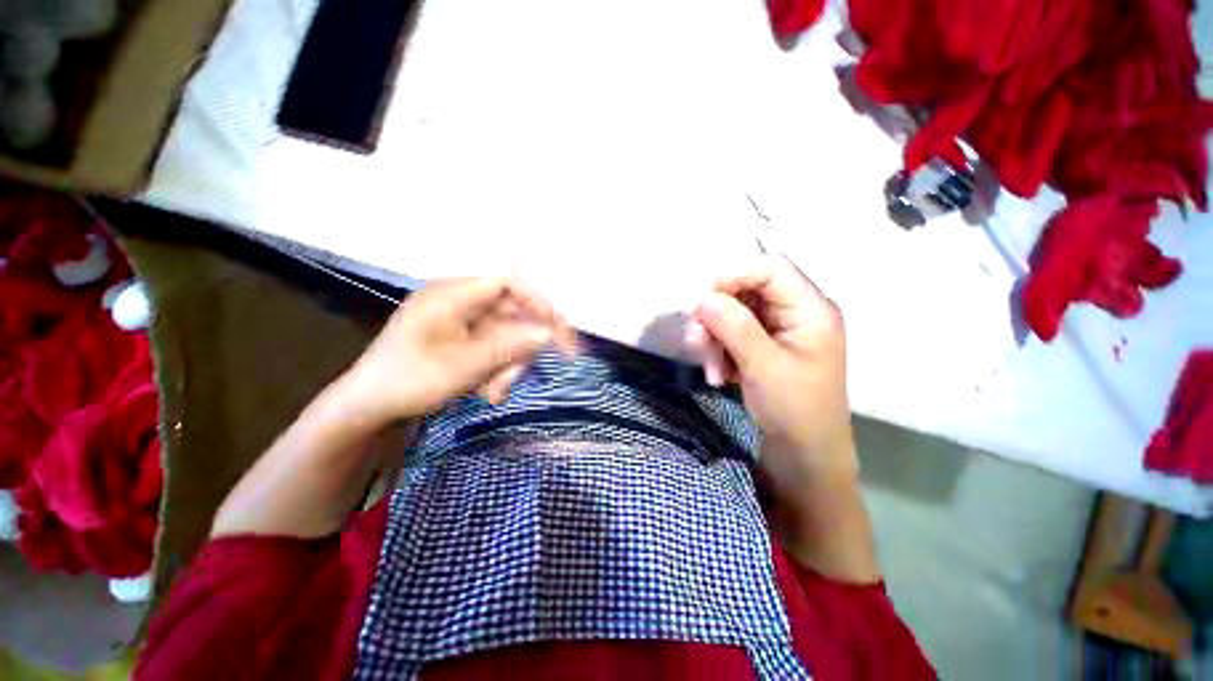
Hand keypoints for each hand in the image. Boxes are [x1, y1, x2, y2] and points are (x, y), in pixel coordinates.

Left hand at [340, 277, 576, 424]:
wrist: (367, 408)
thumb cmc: (409, 381)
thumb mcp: (464, 366)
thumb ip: (510, 346)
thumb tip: (549, 333)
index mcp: (452, 294)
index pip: (506, 283)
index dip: (537, 302)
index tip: (557, 327)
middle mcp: (459, 302)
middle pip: (510, 314)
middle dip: (521, 347)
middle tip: (529, 373)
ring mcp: (460, 321)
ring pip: (504, 335)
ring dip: (508, 365)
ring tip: (497, 392)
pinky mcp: (461, 339)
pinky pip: (492, 348)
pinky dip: (497, 369)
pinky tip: (489, 392)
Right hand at [690, 257, 855, 482]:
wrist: (803, 454)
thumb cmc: (796, 410)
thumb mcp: (764, 366)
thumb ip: (734, 327)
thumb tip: (701, 297)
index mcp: (811, 310)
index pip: (770, 270)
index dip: (734, 276)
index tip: (703, 300)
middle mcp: (794, 312)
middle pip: (745, 292)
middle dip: (716, 318)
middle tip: (698, 344)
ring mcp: (776, 330)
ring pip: (731, 315)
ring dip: (713, 339)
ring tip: (712, 372)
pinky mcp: (761, 345)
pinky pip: (730, 334)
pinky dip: (717, 352)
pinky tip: (718, 376)